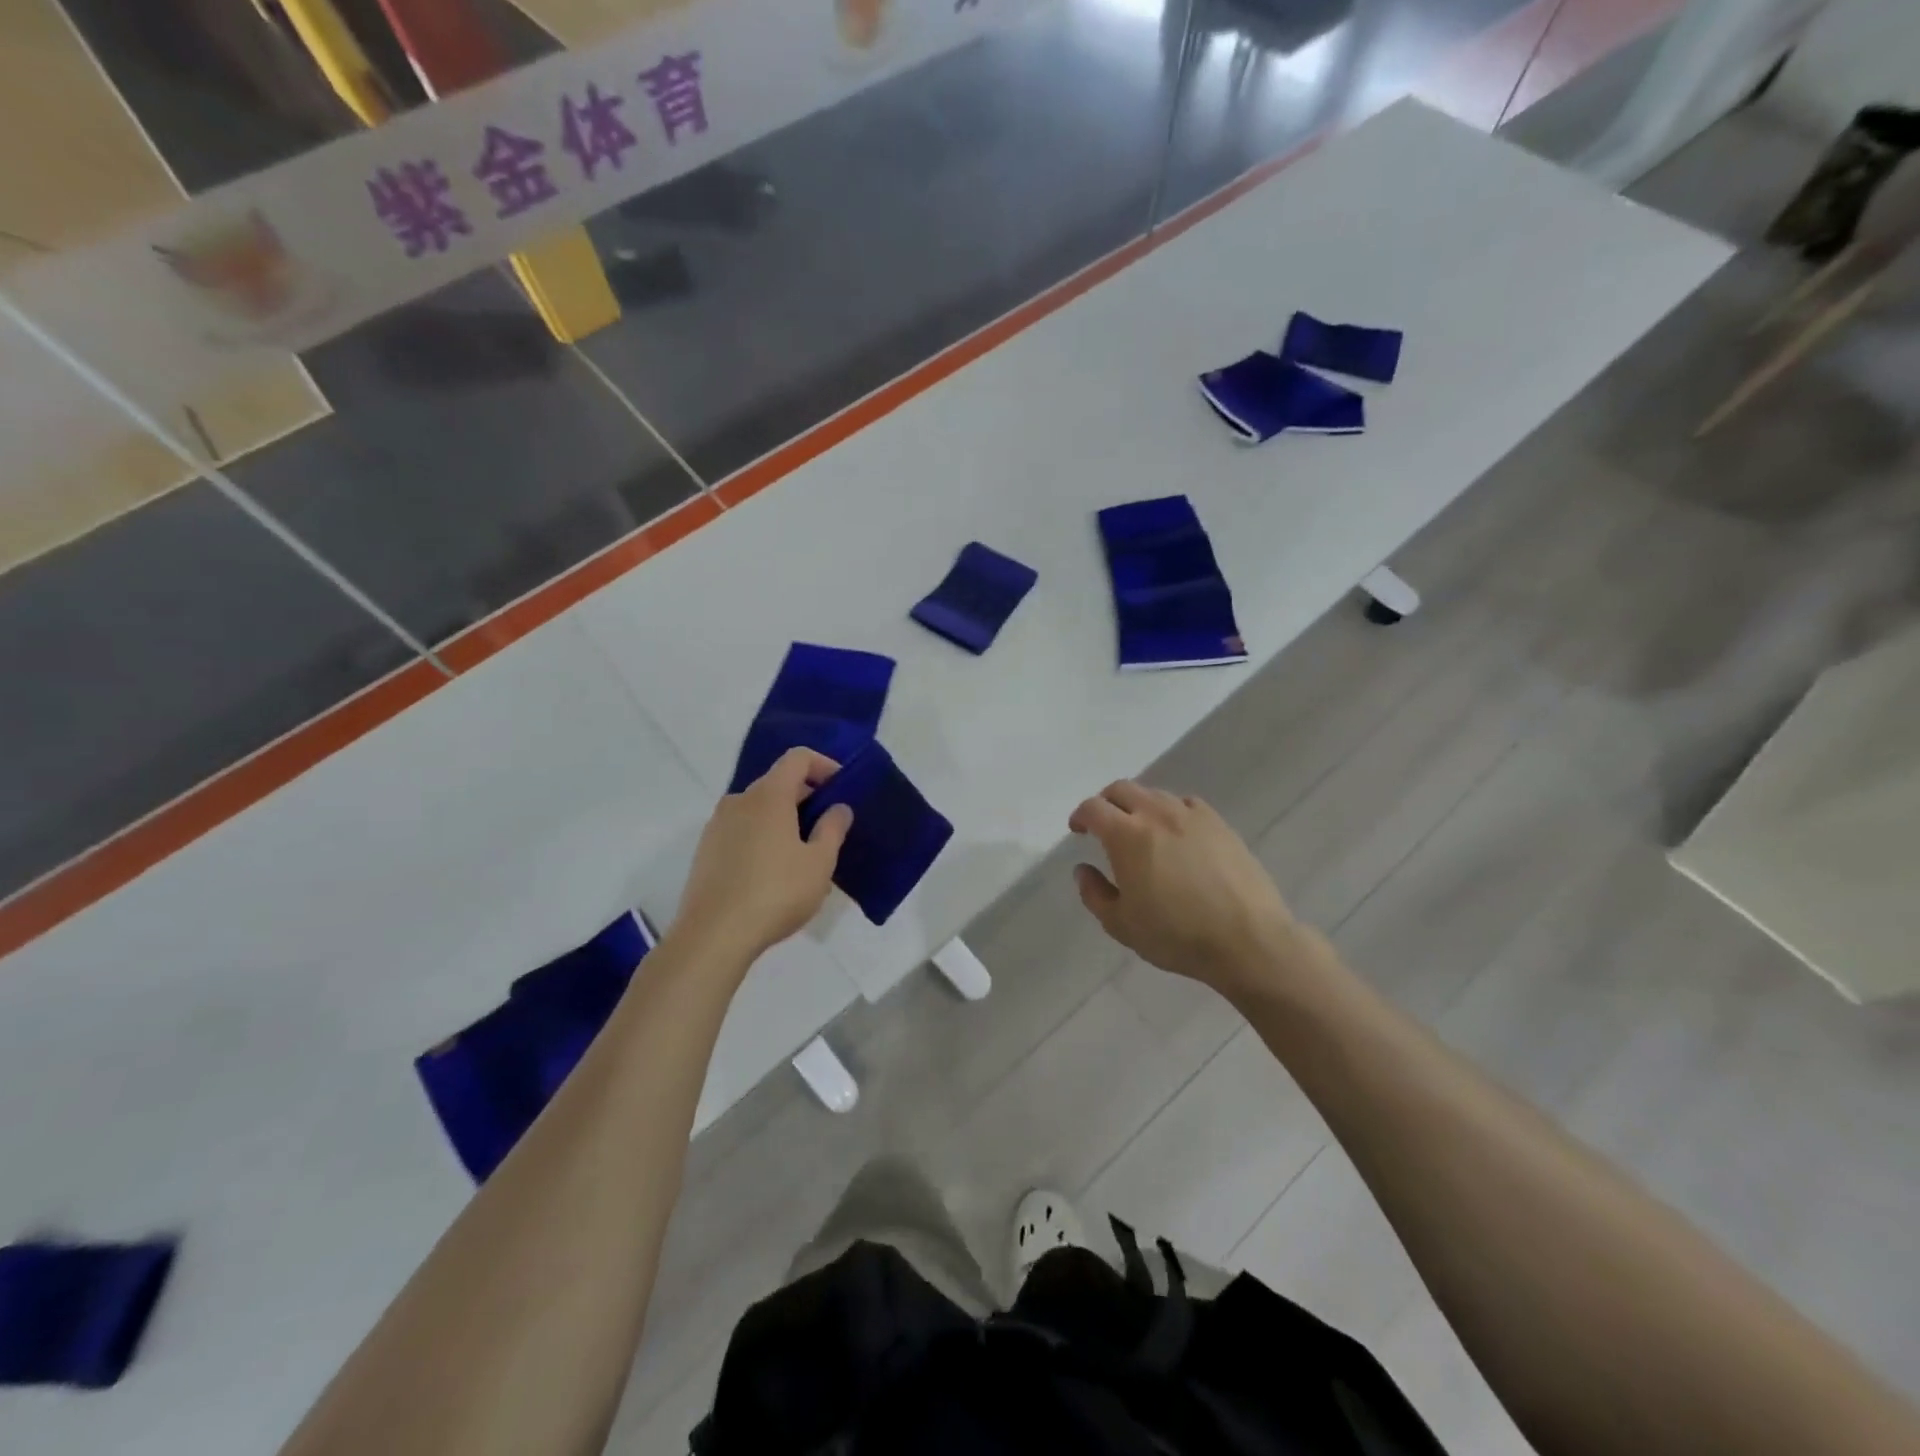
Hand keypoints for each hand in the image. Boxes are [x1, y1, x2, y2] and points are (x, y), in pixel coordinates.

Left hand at [673, 749, 853, 964]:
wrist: (712, 936)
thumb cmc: (775, 893)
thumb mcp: (819, 863)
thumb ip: (833, 829)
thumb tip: (838, 808)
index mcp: (768, 796)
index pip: (797, 758)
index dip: (823, 765)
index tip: (841, 789)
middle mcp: (738, 801)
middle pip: (777, 783)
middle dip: (807, 797)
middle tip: (828, 828)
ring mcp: (717, 826)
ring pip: (758, 809)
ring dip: (784, 820)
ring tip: (803, 855)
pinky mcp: (706, 851)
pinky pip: (742, 830)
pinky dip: (763, 837)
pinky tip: (774, 873)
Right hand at [1069, 781, 1307, 1002]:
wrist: (1247, 939)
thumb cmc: (1176, 935)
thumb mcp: (1121, 925)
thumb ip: (1094, 894)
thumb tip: (1083, 870)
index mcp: (1127, 835)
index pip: (1093, 808)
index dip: (1080, 816)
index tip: (1078, 830)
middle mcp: (1157, 814)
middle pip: (1122, 789)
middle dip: (1106, 802)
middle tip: (1103, 824)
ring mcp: (1191, 815)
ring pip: (1155, 794)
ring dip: (1138, 805)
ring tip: (1140, 830)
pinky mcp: (1220, 824)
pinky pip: (1186, 804)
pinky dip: (1171, 811)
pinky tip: (1176, 833)